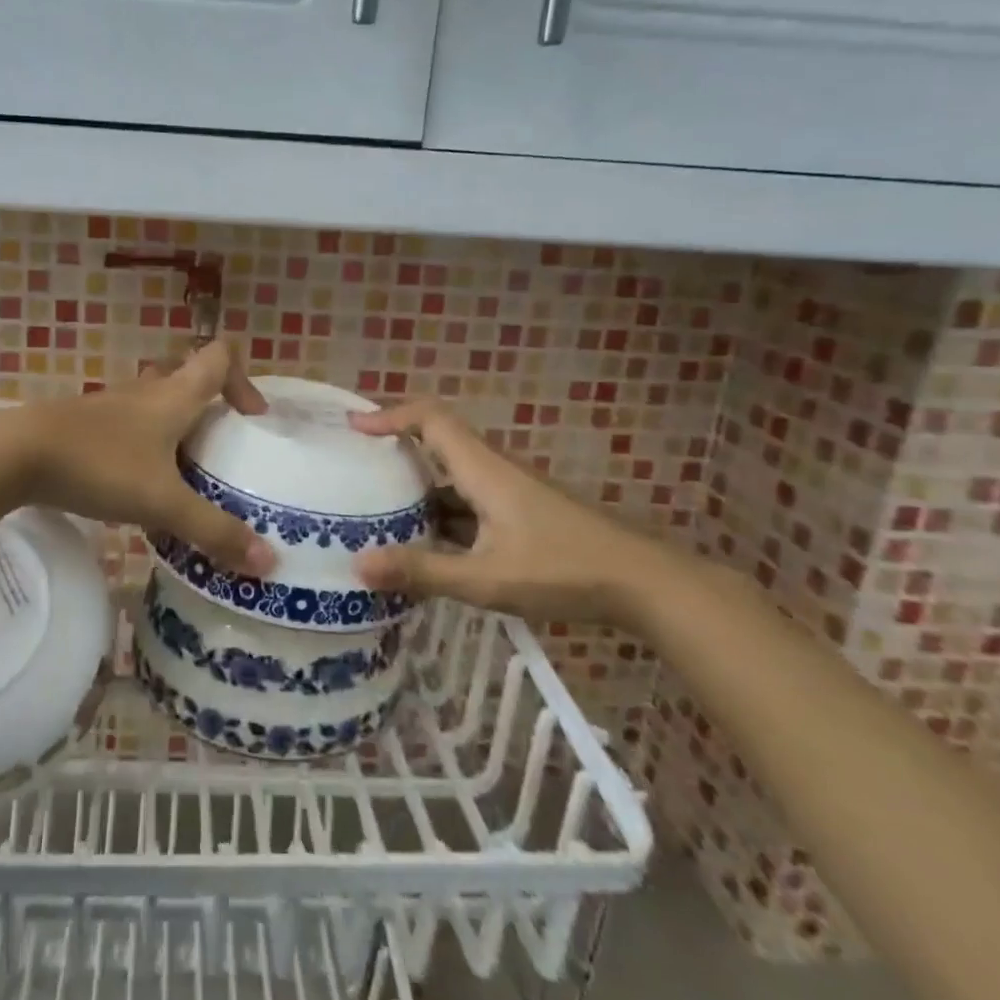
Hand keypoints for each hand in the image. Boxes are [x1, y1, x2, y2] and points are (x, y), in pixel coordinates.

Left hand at [12, 342, 277, 576]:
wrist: (15, 455)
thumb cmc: (100, 465)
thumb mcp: (163, 502)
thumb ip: (214, 531)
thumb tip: (269, 563)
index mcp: (174, 395)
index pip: (219, 357)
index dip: (244, 379)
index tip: (251, 419)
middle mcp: (145, 391)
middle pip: (188, 379)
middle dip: (210, 410)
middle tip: (220, 452)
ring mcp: (111, 405)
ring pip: (155, 404)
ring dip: (175, 430)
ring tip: (183, 476)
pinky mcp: (85, 425)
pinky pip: (128, 426)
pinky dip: (143, 447)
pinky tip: (136, 487)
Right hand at [349, 400, 653, 625]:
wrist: (646, 584)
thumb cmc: (564, 570)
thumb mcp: (485, 578)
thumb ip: (423, 572)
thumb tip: (358, 566)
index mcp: (482, 470)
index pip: (430, 419)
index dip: (390, 415)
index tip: (354, 427)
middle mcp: (494, 472)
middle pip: (438, 444)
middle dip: (396, 452)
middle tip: (356, 472)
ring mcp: (511, 495)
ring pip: (454, 480)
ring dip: (419, 492)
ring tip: (379, 516)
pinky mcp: (523, 516)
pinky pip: (471, 505)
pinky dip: (443, 518)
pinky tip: (429, 552)